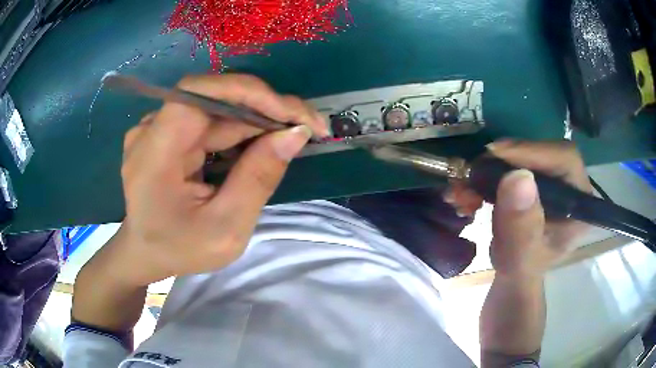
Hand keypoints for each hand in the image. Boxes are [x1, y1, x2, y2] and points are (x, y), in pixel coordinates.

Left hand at [112, 74, 328, 286]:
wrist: (146, 253)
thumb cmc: (180, 249)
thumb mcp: (226, 228)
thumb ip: (258, 178)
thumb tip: (296, 134)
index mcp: (154, 153)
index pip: (197, 93)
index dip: (246, 92)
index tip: (290, 113)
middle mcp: (151, 130)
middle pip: (213, 99)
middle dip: (264, 108)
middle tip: (308, 126)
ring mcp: (157, 129)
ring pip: (216, 108)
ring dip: (257, 119)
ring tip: (293, 135)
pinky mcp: (167, 133)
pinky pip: (210, 121)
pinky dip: (240, 129)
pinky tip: (264, 142)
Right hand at [487, 140, 591, 278]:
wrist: (513, 272)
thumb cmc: (521, 270)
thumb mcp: (519, 258)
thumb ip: (521, 229)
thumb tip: (517, 177)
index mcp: (579, 204)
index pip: (565, 160)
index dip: (534, 152)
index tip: (497, 156)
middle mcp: (570, 185)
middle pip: (545, 151)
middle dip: (511, 156)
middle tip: (479, 167)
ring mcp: (554, 179)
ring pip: (529, 153)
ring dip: (498, 162)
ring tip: (474, 178)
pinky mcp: (537, 178)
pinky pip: (517, 161)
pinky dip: (494, 168)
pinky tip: (479, 181)